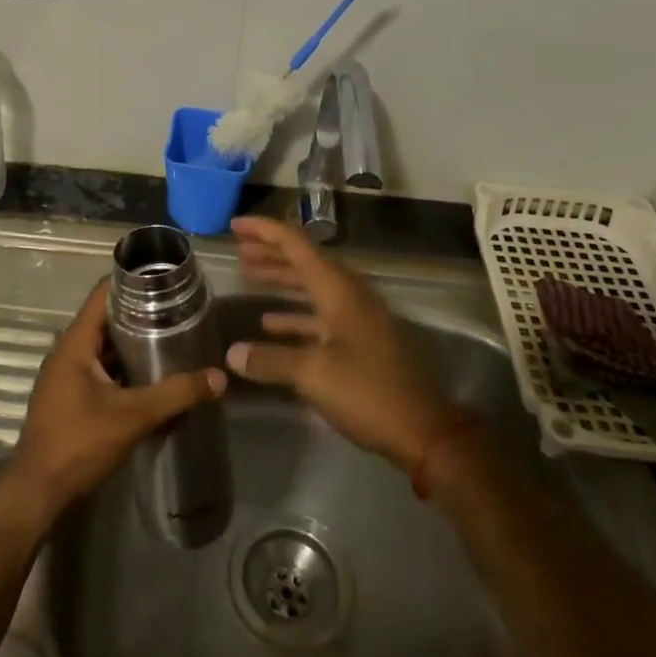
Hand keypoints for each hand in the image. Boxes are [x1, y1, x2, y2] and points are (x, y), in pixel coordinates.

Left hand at [7, 277, 225, 518]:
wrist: (38, 491)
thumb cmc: (79, 442)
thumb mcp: (133, 416)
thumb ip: (176, 394)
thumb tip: (218, 377)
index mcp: (75, 342)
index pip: (103, 294)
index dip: (132, 281)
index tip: (164, 279)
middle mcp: (67, 351)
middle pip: (105, 319)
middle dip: (139, 314)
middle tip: (177, 311)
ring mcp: (65, 376)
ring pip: (103, 347)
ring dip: (131, 343)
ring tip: (170, 338)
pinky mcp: (68, 397)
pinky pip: (99, 369)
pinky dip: (122, 367)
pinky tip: (149, 375)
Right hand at [227, 215, 453, 472]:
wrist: (423, 431)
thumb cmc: (367, 392)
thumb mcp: (313, 374)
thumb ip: (270, 359)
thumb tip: (232, 353)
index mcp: (338, 290)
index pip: (296, 245)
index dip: (265, 231)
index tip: (235, 225)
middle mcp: (348, 294)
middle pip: (304, 262)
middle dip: (270, 252)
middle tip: (238, 248)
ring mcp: (357, 317)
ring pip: (312, 287)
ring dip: (281, 280)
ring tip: (248, 275)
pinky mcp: (360, 340)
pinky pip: (320, 314)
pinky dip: (295, 313)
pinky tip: (270, 324)